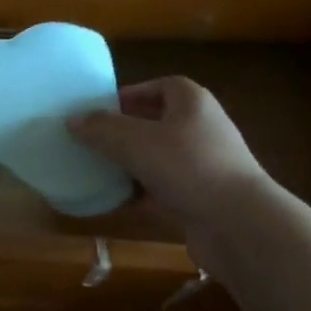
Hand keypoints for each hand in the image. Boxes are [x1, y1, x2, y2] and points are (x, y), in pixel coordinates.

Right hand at [68, 77, 268, 232]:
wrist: (238, 223)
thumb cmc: (188, 167)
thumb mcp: (135, 142)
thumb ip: (101, 129)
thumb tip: (72, 120)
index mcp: (192, 102)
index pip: (160, 86)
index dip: (131, 94)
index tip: (101, 110)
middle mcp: (202, 128)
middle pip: (158, 122)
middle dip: (126, 131)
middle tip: (93, 141)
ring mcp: (204, 165)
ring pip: (160, 158)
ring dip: (132, 164)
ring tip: (98, 170)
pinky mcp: (202, 197)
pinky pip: (165, 189)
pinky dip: (142, 194)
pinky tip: (116, 202)